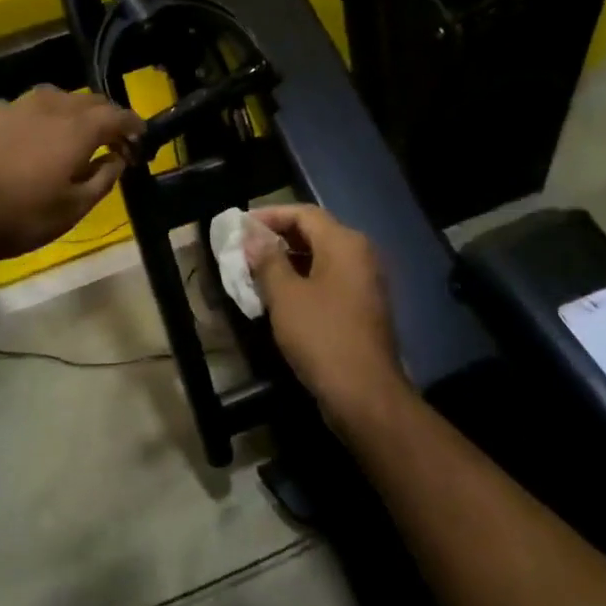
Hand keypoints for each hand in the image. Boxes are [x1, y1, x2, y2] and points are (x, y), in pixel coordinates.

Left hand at [0, 87, 143, 262]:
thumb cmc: (19, 216)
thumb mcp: (72, 209)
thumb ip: (102, 179)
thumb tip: (117, 159)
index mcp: (77, 129)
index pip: (117, 115)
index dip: (133, 125)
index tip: (140, 139)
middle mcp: (48, 107)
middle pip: (87, 100)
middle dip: (105, 116)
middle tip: (110, 139)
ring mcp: (12, 106)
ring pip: (52, 98)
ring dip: (69, 112)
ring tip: (68, 133)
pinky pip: (19, 108)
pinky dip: (33, 119)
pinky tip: (24, 139)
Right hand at [245, 205, 410, 421]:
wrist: (364, 392)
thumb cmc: (321, 336)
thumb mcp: (286, 296)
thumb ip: (268, 260)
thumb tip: (253, 236)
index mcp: (345, 243)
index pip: (304, 213)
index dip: (270, 215)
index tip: (241, 225)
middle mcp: (361, 255)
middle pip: (315, 233)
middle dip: (278, 237)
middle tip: (245, 248)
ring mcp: (365, 283)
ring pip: (322, 259)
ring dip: (289, 261)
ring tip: (255, 271)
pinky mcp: (363, 307)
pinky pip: (329, 281)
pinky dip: (304, 281)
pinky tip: (279, 297)